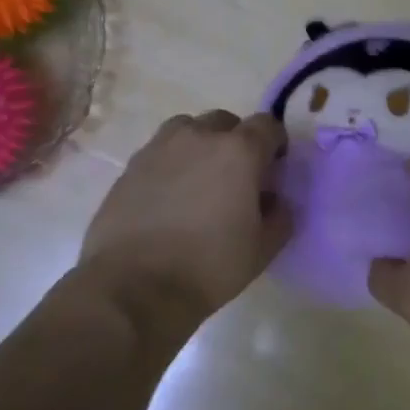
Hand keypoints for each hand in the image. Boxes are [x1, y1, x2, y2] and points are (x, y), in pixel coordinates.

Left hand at [77, 111, 291, 337]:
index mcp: (239, 151)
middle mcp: (199, 137)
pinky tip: (169, 198)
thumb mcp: (263, 248)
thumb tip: (273, 199)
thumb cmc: (209, 266)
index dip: (275, 144)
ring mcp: (159, 148)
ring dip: (200, 145)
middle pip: (225, 122)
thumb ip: (280, 215)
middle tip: (236, 178)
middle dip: (237, 142)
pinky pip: (160, 152)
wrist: (133, 287)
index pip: (267, 125)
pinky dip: (171, 164)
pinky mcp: (130, 167)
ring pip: (188, 130)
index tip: (273, 169)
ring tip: (199, 181)